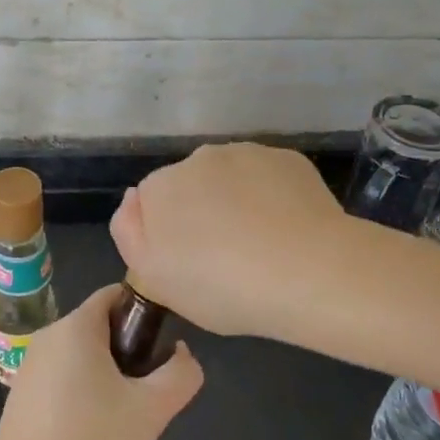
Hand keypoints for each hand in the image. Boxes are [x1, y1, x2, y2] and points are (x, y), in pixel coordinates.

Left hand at [0, 285, 202, 439]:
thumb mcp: (151, 411)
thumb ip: (180, 375)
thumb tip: (181, 355)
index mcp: (76, 325)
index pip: (116, 295)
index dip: (146, 313)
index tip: (164, 349)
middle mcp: (49, 335)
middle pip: (101, 327)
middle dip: (131, 353)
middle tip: (148, 396)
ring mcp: (30, 366)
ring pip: (83, 357)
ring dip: (109, 378)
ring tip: (124, 421)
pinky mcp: (21, 396)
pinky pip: (64, 380)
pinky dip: (85, 395)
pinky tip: (94, 436)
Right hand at [111, 142, 347, 341]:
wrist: (309, 272)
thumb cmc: (222, 285)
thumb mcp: (157, 280)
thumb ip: (130, 236)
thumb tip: (132, 201)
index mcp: (160, 187)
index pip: (151, 203)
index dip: (168, 235)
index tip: (189, 265)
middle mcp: (198, 158)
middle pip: (191, 186)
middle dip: (201, 213)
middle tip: (225, 259)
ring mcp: (247, 153)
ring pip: (231, 179)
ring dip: (237, 202)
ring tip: (262, 247)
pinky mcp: (288, 159)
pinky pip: (269, 179)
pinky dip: (272, 198)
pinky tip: (288, 231)